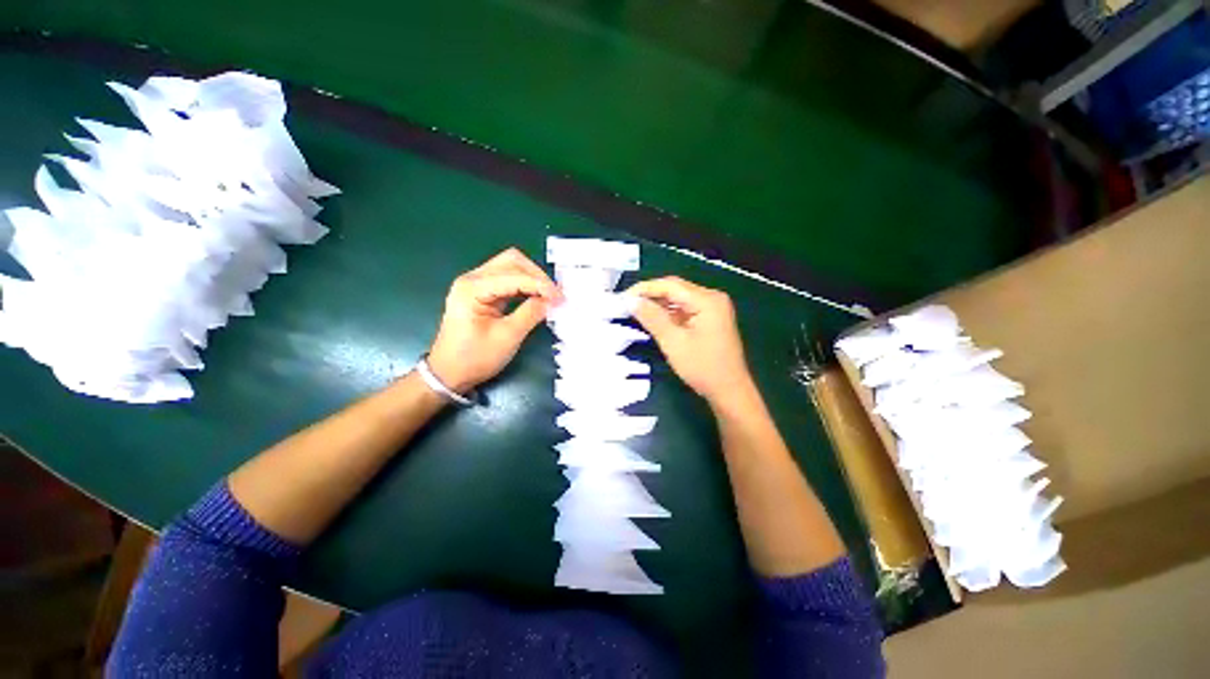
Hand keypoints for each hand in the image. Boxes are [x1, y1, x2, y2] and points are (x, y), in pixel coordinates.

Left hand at [427, 248, 560, 392]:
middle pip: (511, 261)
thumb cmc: (475, 358)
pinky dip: (525, 285)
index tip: (560, 298)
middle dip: (537, 275)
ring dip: (532, 278)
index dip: (540, 285)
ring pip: (510, 267)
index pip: (514, 276)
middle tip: (555, 294)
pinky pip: (508, 279)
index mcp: (472, 288)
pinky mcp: (482, 292)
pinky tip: (537, 296)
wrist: (449, 373)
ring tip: (550, 295)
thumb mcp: (507, 337)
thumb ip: (531, 314)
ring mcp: (476, 284)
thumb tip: (551, 300)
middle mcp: (472, 279)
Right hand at [627, 276, 754, 407]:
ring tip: (636, 310)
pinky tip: (654, 318)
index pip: (670, 285)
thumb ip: (652, 318)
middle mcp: (712, 298)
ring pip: (679, 298)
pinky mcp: (710, 318)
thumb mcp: (673, 342)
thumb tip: (631, 300)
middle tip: (627, 303)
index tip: (623, 297)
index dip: (644, 288)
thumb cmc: (703, 368)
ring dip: (658, 303)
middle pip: (675, 288)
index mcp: (707, 300)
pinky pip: (685, 308)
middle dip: (650, 294)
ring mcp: (713, 308)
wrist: (729, 391)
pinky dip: (669, 312)